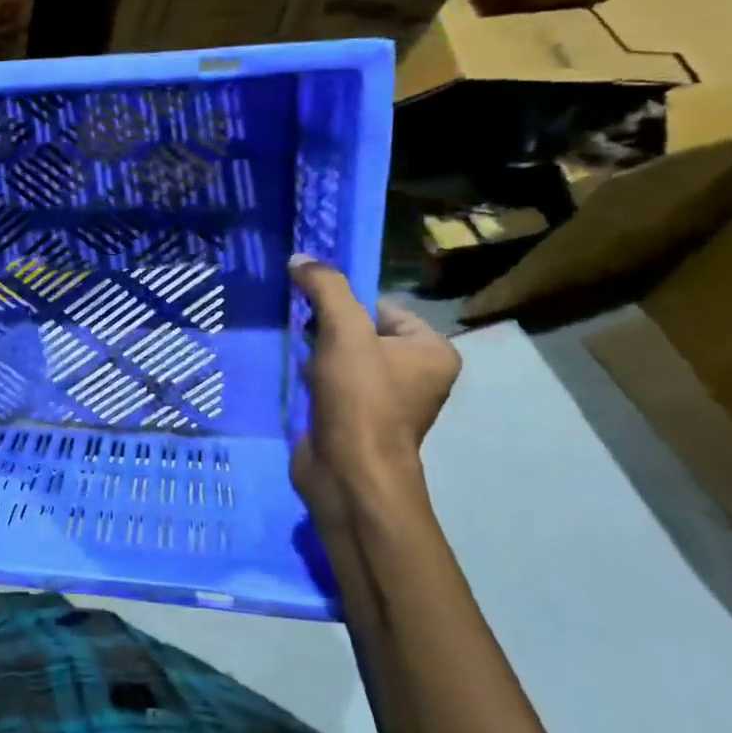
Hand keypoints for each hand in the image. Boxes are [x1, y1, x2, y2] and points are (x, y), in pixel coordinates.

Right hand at [290, 256, 459, 511]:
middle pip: (360, 331)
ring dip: (317, 353)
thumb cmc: (360, 399)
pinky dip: (314, 378)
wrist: (348, 473)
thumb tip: (300, 258)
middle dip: (327, 329)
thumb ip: (325, 288)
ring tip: (300, 357)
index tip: (313, 309)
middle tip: (304, 332)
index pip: (381, 307)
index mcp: (432, 351)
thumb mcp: (344, 331)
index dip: (345, 304)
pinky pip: (333, 384)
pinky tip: (299, 380)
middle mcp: (417, 374)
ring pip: (343, 358)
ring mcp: (386, 400)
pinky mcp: (356, 419)